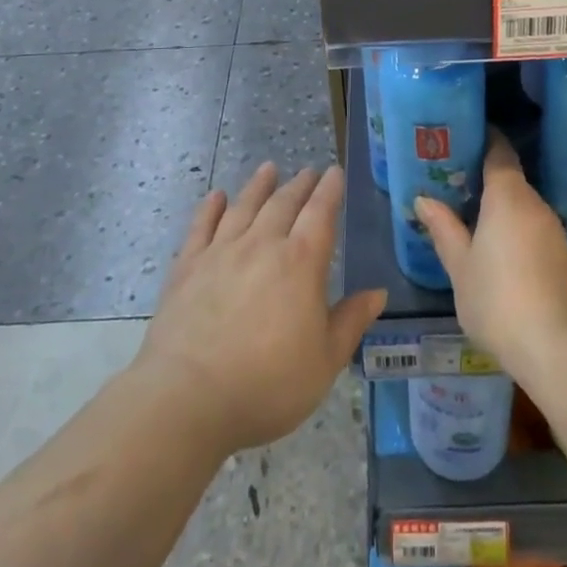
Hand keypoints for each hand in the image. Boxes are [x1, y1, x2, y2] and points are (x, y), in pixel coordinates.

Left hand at [137, 162, 385, 456]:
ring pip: (244, 206)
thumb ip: (351, 321)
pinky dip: (211, 207)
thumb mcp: (325, 362)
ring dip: (259, 185)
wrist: (188, 398)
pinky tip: (217, 196)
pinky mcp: (187, 266)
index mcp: (301, 262)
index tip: (335, 172)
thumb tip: (378, 292)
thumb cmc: (267, 385)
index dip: (330, 190)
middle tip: (308, 171)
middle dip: (299, 185)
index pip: (320, 213)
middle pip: (284, 203)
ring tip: (268, 169)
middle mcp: (263, 244)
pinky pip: (202, 226)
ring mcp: (221, 252)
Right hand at [414, 130, 566, 380]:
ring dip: (503, 208)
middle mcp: (535, 204)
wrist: (553, 347)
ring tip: (474, 219)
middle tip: (458, 184)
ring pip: (524, 206)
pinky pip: (535, 229)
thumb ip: (444, 228)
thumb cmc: (496, 299)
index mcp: (508, 196)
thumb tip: (424, 199)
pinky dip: (517, 230)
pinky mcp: (564, 256)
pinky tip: (501, 250)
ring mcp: (554, 230)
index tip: (467, 137)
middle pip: (511, 179)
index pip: (499, 153)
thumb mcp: (460, 266)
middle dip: (487, 179)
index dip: (485, 140)